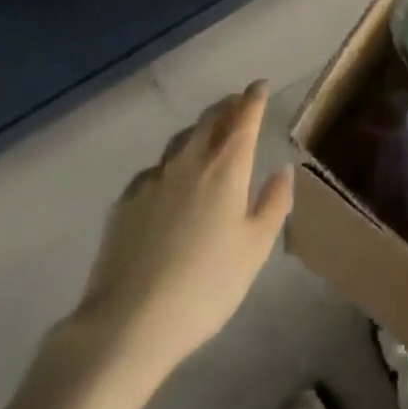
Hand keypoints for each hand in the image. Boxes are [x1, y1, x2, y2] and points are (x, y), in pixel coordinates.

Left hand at [65, 81, 292, 381]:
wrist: (128, 322)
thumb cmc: (206, 286)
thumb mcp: (254, 250)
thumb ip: (273, 204)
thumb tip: (282, 170)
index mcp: (227, 168)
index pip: (244, 119)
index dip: (253, 99)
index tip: (260, 86)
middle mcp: (190, 161)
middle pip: (210, 120)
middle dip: (226, 106)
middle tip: (237, 103)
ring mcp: (153, 179)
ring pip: (180, 140)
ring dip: (198, 130)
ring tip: (206, 134)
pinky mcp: (125, 201)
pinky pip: (154, 169)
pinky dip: (169, 164)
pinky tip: (168, 181)